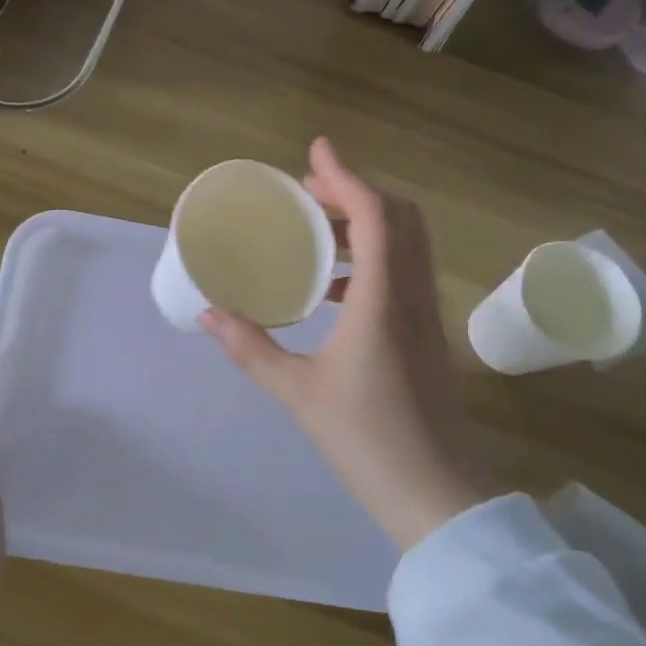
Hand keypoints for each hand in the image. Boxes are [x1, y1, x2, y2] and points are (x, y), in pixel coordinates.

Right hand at [201, 139, 498, 548]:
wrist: (438, 494)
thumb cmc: (366, 439)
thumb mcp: (298, 392)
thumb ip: (251, 348)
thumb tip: (208, 314)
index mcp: (383, 299)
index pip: (375, 215)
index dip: (346, 175)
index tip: (316, 150)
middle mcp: (413, 295)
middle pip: (399, 217)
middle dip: (355, 192)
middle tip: (308, 192)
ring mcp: (427, 315)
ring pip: (407, 244)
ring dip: (366, 223)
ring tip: (317, 231)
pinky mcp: (428, 334)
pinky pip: (405, 272)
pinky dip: (373, 258)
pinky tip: (335, 286)